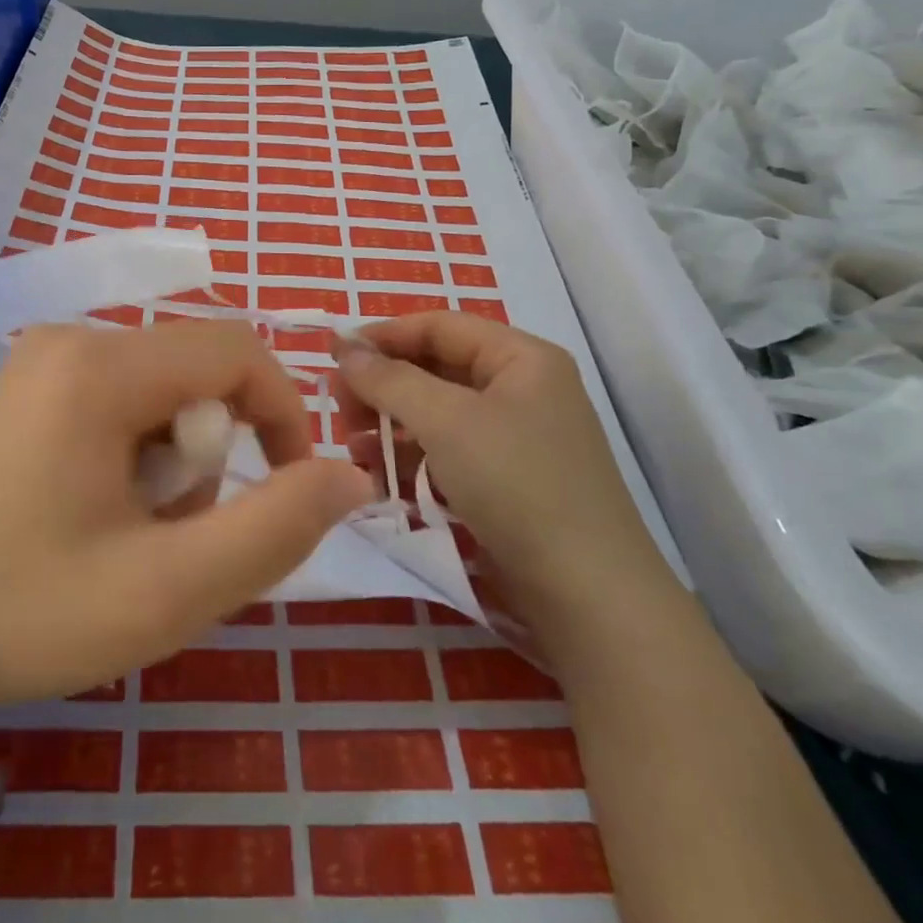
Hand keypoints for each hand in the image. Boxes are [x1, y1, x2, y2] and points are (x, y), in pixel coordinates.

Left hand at [0, 320, 373, 721]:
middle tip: (173, 534)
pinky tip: (90, 519)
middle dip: (212, 453)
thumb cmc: (28, 613)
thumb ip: (276, 525)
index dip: (283, 410)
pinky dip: (130, 458)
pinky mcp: (16, 394)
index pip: (236, 349)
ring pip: (156, 393)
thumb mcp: (170, 586)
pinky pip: (111, 404)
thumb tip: (350, 473)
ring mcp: (34, 365)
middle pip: (193, 374)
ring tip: (128, 537)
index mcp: (100, 367)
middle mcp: (67, 342)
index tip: (290, 486)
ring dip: (171, 463)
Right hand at [332, 312, 669, 635]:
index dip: (384, 335)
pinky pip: (449, 454)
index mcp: (521, 358)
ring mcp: (517, 439)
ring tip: (352, 447)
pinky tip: (379, 478)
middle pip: (436, 369)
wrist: (589, 596)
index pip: (440, 326)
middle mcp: (522, 390)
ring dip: (391, 426)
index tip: (334, 356)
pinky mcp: (508, 482)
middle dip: (384, 386)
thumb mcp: (446, 421)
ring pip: (438, 414)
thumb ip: (389, 379)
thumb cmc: (517, 485)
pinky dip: (413, 460)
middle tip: (340, 409)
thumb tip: (345, 348)